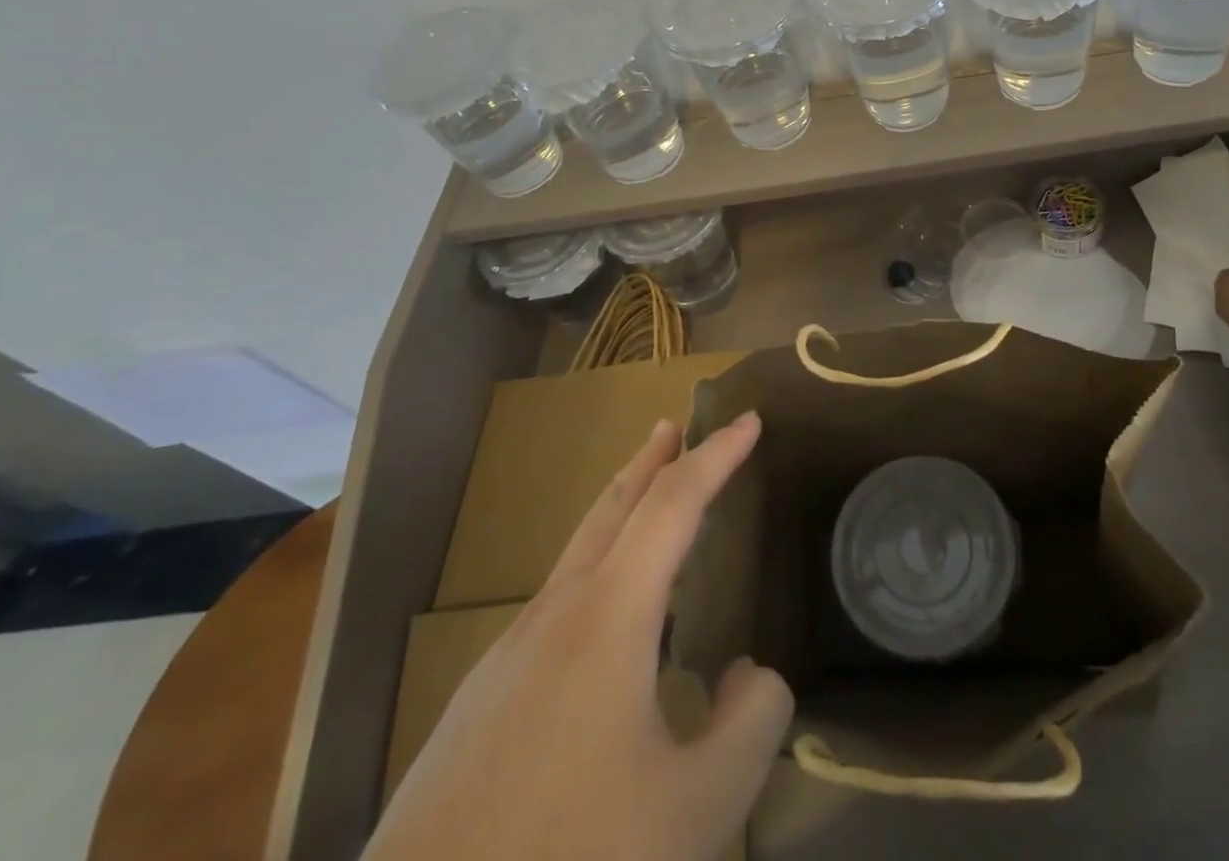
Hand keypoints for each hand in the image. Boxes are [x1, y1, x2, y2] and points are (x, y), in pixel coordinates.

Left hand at [364, 412, 790, 860]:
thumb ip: (751, 722)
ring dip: (618, 514)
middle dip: (650, 460)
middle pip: (611, 508)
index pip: (675, 503)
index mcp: (609, 616)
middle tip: (676, 425)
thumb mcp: (700, 809)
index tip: (750, 419)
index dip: (717, 455)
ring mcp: (505, 658)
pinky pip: (553, 607)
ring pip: (576, 555)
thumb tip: (749, 673)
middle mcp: (554, 615)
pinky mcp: (476, 706)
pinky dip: (593, 573)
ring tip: (647, 507)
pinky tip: (601, 631)